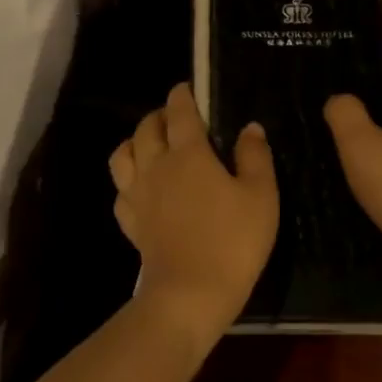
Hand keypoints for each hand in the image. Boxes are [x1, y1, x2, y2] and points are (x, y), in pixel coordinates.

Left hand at [110, 84, 278, 344]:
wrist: (191, 292)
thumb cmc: (233, 240)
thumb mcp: (261, 196)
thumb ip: (255, 157)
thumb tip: (249, 128)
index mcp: (189, 154)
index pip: (179, 113)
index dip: (181, 96)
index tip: (185, 88)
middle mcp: (156, 167)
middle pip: (145, 129)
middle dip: (158, 116)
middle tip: (174, 118)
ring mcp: (138, 196)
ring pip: (122, 155)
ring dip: (134, 142)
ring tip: (150, 146)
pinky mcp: (131, 223)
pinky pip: (121, 192)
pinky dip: (129, 182)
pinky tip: (142, 189)